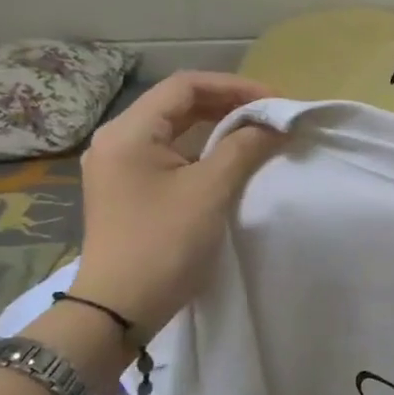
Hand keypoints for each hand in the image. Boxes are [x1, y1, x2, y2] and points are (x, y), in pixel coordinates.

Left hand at [68, 72, 280, 335]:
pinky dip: (204, 147)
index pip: (185, 86)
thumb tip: (274, 125)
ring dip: (218, 125)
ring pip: (176, 128)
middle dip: (229, 103)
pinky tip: (231, 157)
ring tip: (258, 132)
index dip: (235, 87)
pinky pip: (171, 152)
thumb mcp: (211, 191)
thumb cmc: (164, 244)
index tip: (275, 102)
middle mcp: (118, 140)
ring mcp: (121, 165)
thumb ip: (244, 148)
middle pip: (178, 103)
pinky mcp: (130, 188)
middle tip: (271, 116)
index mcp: (129, 132)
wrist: (119, 309)